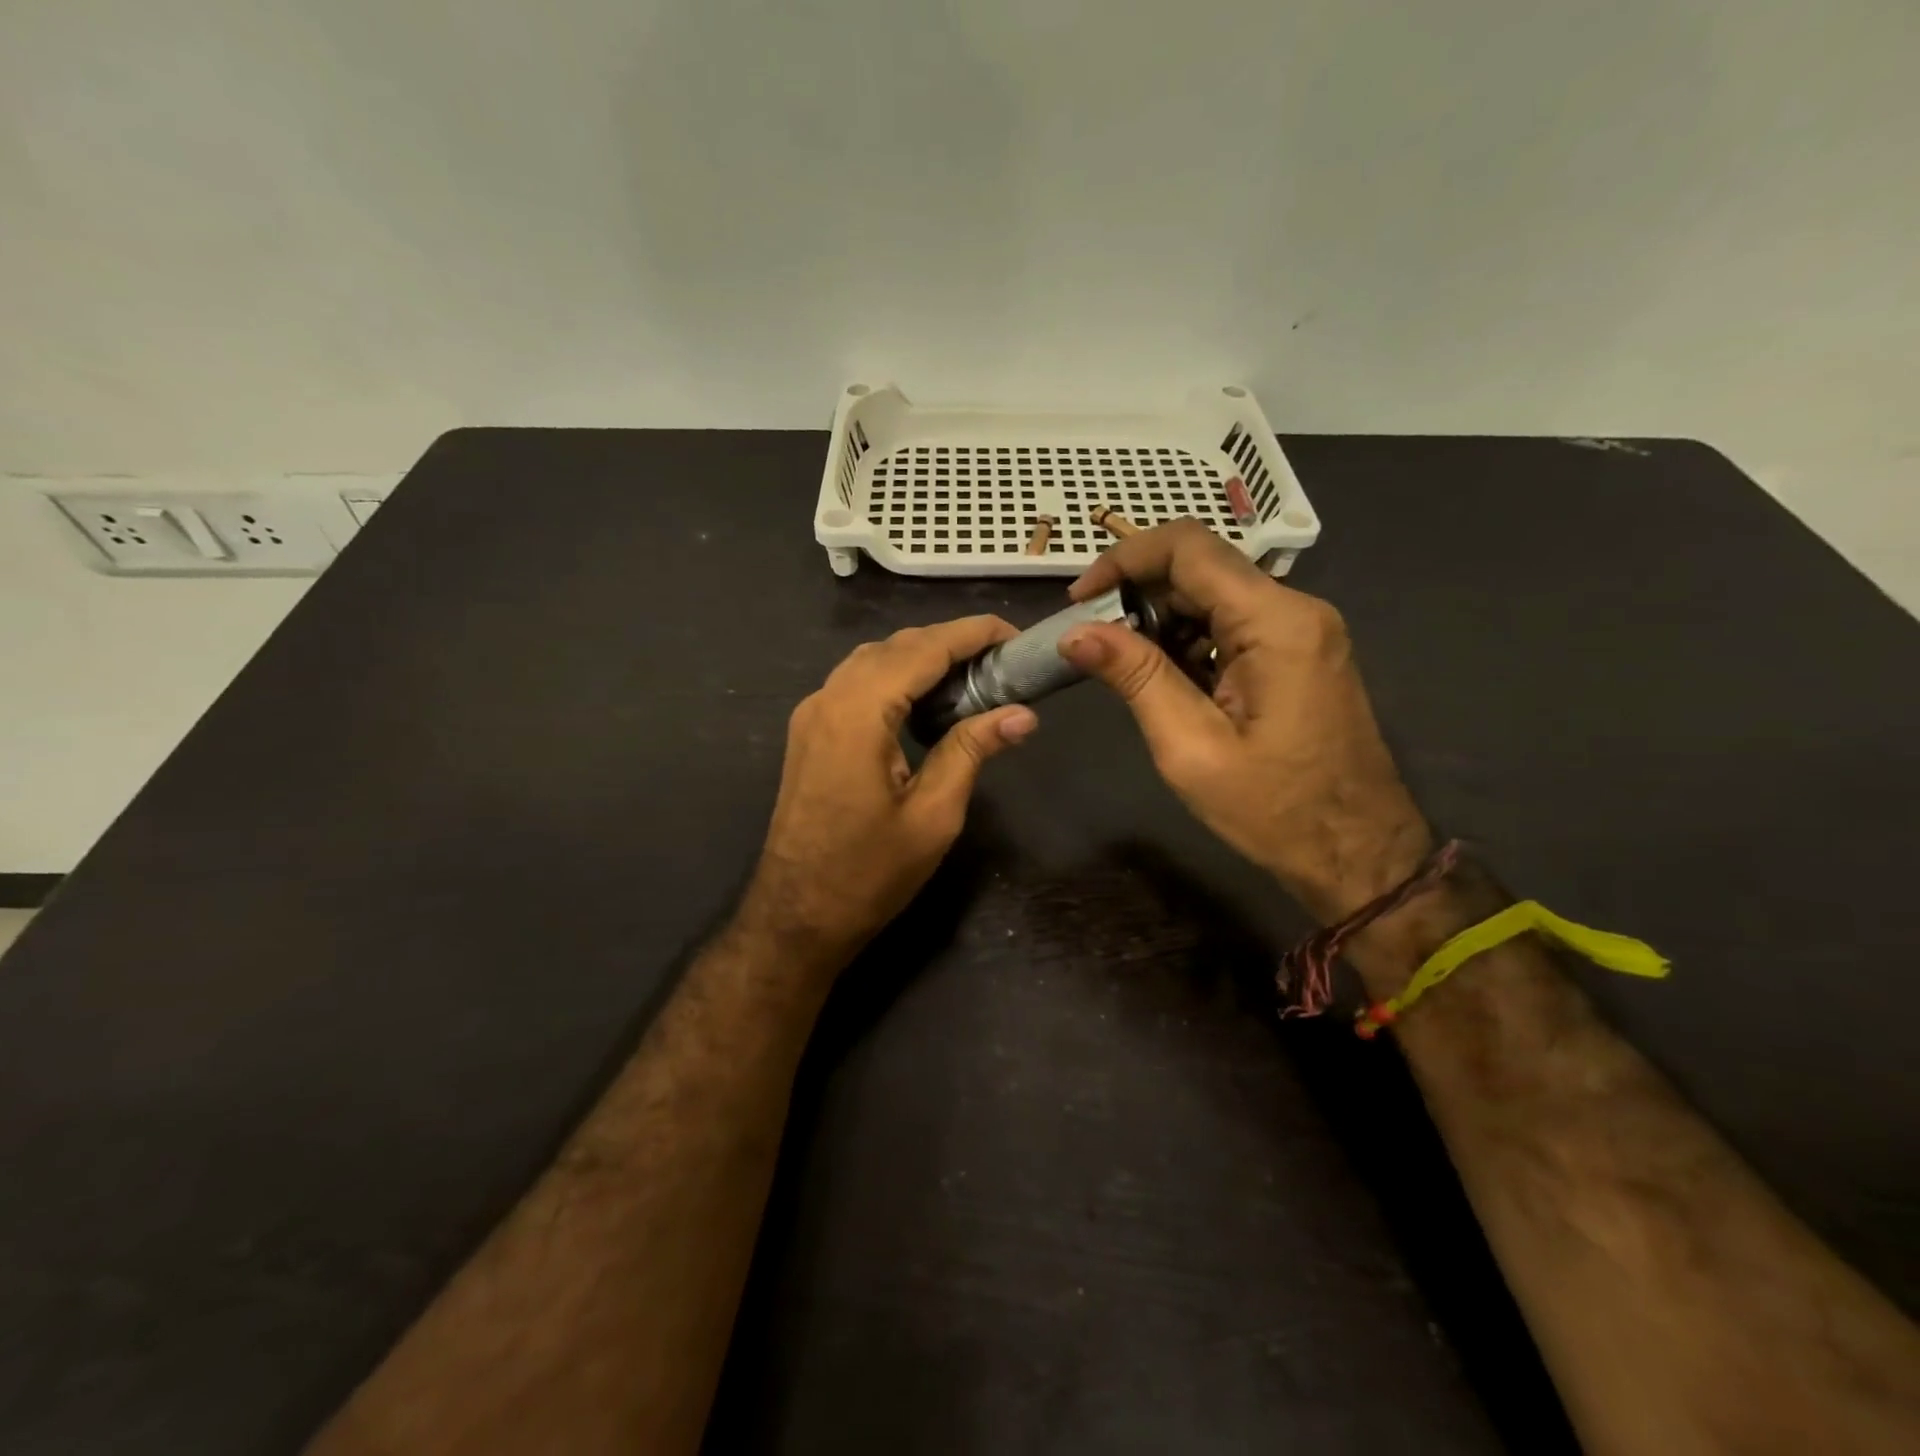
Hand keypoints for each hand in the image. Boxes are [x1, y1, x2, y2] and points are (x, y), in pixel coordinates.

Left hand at [739, 617, 1038, 970]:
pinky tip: (926, 704)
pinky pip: (856, 685)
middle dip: (950, 642)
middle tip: (1002, 662)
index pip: (923, 647)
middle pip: (896, 646)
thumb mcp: (933, 815)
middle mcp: (828, 698)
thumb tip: (1023, 713)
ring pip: (873, 661)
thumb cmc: (869, 873)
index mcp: (859, 712)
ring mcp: (812, 714)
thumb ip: (972, 751)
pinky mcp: (809, 733)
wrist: (796, 916)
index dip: (972, 633)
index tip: (1016, 634)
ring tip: (972, 678)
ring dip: (921, 658)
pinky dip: (895, 679)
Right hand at [1059, 521, 1430, 921]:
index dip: (1123, 559)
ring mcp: (1301, 630)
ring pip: (1213, 595)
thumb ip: (1136, 677)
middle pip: (1200, 567)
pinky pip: (1231, 624)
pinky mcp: (1298, 652)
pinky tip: (1163, 678)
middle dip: (1136, 593)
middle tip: (1090, 640)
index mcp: (1275, 621)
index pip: (1188, 548)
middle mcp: (1295, 609)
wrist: (1358, 854)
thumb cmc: (1273, 810)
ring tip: (1120, 666)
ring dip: (1159, 619)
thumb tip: (1075, 632)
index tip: (1078, 599)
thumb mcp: (1189, 747)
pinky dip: (1187, 639)